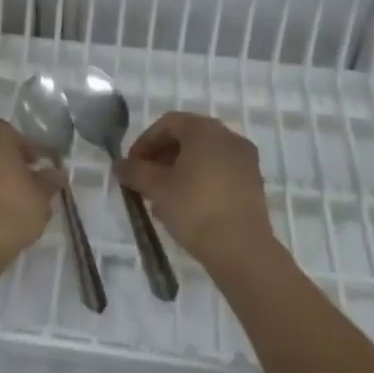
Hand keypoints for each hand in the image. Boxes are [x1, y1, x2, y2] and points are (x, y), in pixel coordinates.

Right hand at [114, 112, 271, 265]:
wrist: (242, 248)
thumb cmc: (194, 208)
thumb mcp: (156, 188)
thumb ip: (134, 171)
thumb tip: (120, 165)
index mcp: (204, 129)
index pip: (167, 123)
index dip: (145, 142)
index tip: (132, 166)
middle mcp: (228, 136)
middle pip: (187, 137)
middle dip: (162, 156)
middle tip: (145, 179)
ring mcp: (245, 160)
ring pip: (204, 155)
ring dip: (180, 169)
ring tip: (163, 196)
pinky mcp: (254, 183)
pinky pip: (220, 171)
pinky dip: (200, 179)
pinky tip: (187, 205)